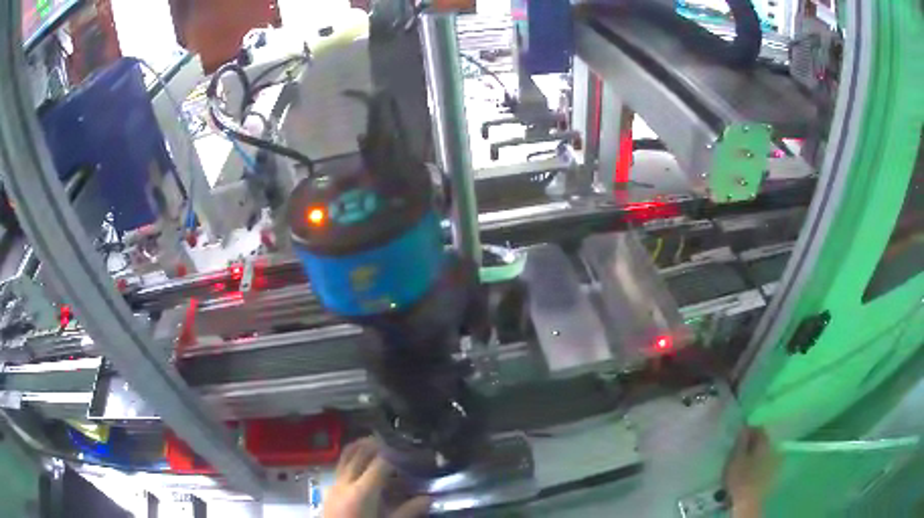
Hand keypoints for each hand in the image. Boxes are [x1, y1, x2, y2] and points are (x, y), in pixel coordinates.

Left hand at [323, 437, 429, 517]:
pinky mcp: (330, 489)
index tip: (410, 450)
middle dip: (378, 443)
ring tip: (379, 444)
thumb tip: (429, 499)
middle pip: (360, 452)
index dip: (396, 453)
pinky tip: (364, 465)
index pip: (380, 462)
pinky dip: (353, 457)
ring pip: (346, 455)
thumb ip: (408, 512)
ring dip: (362, 446)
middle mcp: (346, 482)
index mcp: (362, 492)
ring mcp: (335, 484)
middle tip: (397, 441)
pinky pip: (341, 465)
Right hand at [723, 427, 780, 517]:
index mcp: (764, 442)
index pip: (759, 429)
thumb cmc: (740, 478)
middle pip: (763, 440)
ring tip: (744, 462)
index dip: (748, 431)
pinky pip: (765, 462)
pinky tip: (750, 471)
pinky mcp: (772, 473)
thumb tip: (744, 426)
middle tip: (739, 450)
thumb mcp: (735, 458)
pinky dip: (758, 463)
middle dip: (752, 443)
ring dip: (755, 454)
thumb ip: (741, 441)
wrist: (748, 501)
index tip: (737, 438)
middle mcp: (772, 448)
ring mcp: (774, 461)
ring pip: (764, 452)